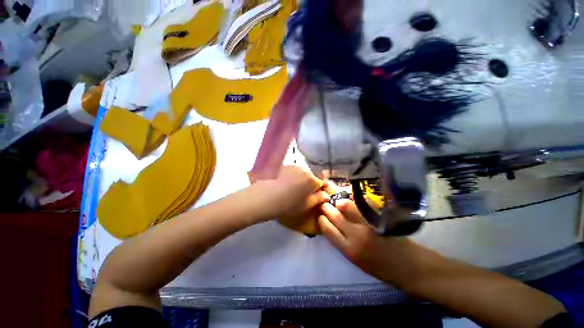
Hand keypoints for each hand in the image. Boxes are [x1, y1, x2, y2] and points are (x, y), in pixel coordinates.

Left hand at [259, 166, 329, 218]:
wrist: (266, 196)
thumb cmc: (288, 204)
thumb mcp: (306, 205)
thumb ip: (318, 199)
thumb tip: (326, 195)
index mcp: (312, 179)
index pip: (321, 181)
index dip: (320, 188)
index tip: (315, 194)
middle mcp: (304, 169)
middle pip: (311, 176)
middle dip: (309, 183)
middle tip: (302, 193)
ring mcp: (293, 166)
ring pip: (301, 173)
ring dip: (300, 179)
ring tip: (291, 188)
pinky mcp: (283, 166)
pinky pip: (292, 171)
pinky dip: (291, 176)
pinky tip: (283, 184)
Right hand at [318, 200, 422, 288]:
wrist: (411, 267)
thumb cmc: (382, 269)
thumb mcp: (357, 261)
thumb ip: (343, 243)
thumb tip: (332, 227)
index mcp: (348, 250)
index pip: (327, 229)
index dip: (321, 220)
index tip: (320, 215)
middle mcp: (355, 235)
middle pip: (334, 216)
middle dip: (326, 208)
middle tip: (324, 203)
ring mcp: (367, 224)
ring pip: (346, 206)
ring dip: (338, 201)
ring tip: (337, 200)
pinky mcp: (377, 217)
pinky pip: (360, 205)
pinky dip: (352, 201)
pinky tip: (350, 199)